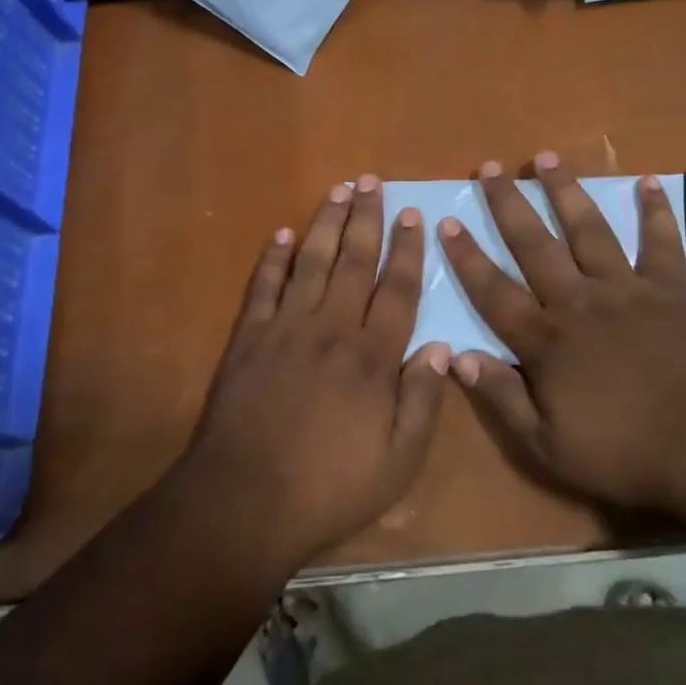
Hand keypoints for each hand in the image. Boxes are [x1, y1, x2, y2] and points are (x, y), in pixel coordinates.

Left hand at [181, 177, 448, 571]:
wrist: (244, 503)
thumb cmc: (329, 487)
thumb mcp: (397, 462)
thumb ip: (423, 402)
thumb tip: (441, 348)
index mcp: (372, 357)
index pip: (398, 290)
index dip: (408, 250)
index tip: (412, 215)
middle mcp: (332, 329)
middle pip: (355, 262)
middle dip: (367, 219)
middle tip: (373, 181)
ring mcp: (286, 329)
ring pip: (312, 262)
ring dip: (326, 223)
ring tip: (339, 190)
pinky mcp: (248, 338)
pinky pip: (264, 286)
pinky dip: (273, 258)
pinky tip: (282, 235)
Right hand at [439, 153, 685, 514]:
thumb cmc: (625, 453)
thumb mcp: (548, 447)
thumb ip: (502, 398)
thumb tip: (456, 355)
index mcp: (547, 339)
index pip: (494, 291)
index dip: (467, 257)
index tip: (446, 221)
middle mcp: (580, 301)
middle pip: (535, 244)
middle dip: (507, 204)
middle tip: (488, 167)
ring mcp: (627, 290)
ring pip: (588, 230)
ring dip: (565, 192)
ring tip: (546, 157)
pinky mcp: (670, 290)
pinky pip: (662, 243)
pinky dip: (656, 212)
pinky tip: (650, 182)